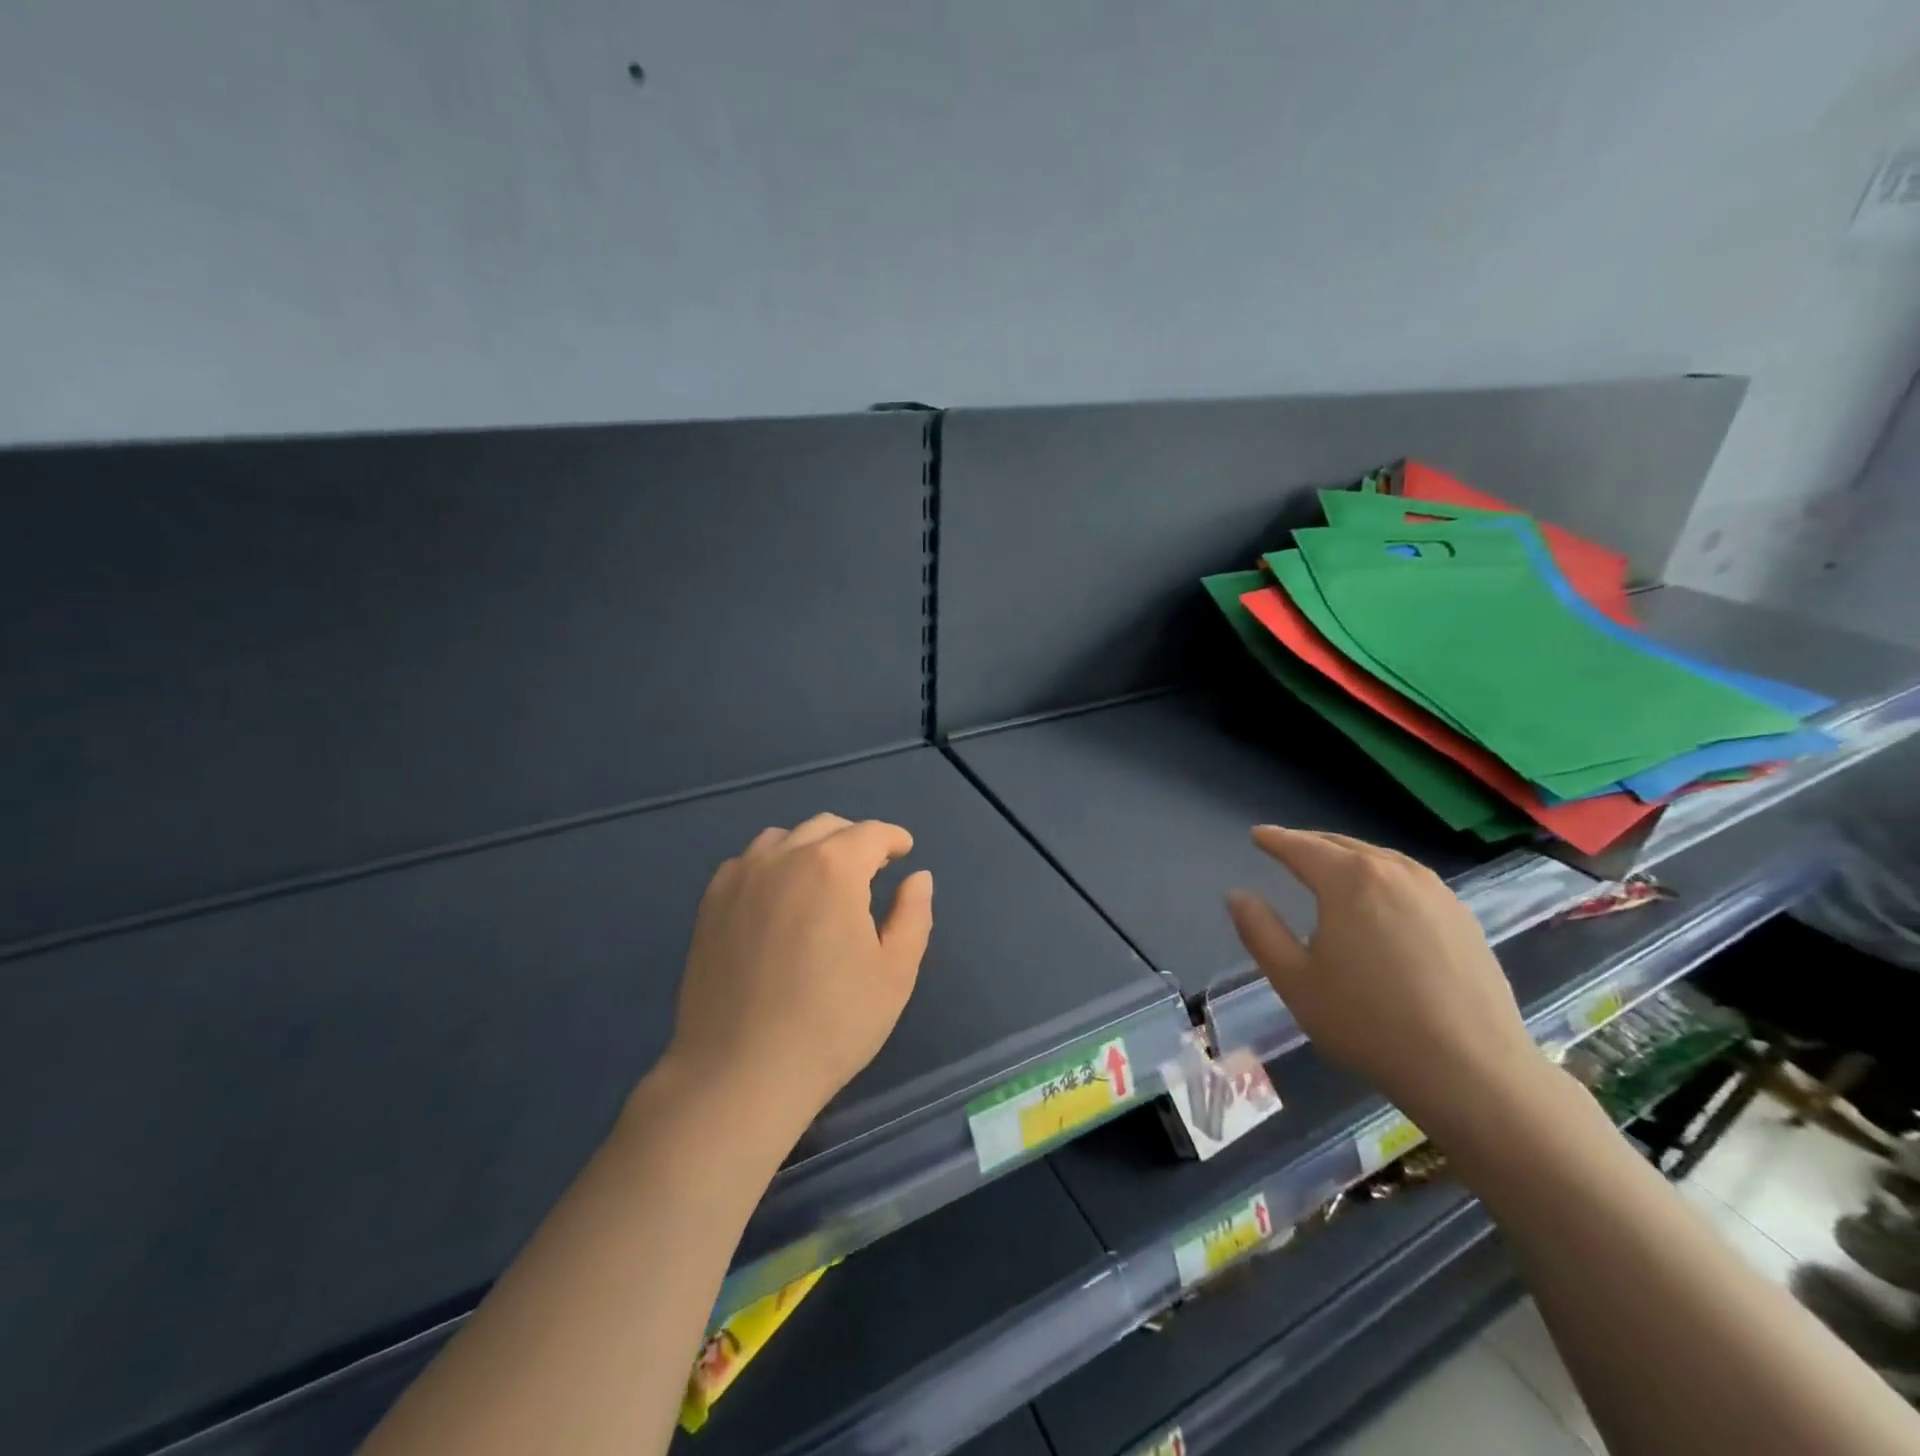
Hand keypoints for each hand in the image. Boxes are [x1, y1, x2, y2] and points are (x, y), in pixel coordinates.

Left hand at [665, 814, 933, 1127]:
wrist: (739, 1074)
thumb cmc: (832, 1024)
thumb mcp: (895, 972)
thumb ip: (913, 914)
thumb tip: (917, 877)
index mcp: (833, 868)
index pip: (871, 833)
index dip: (893, 839)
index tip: (904, 852)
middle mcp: (783, 858)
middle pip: (827, 827)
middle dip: (856, 841)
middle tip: (871, 871)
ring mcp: (740, 878)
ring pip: (784, 839)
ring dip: (812, 848)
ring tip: (824, 883)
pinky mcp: (710, 903)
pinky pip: (748, 863)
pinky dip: (773, 866)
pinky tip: (779, 901)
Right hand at [1226, 825, 1541, 1134]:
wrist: (1473, 1071)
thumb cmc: (1368, 1023)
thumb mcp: (1294, 980)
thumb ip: (1260, 931)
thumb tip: (1238, 895)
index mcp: (1350, 881)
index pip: (1302, 848)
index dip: (1275, 840)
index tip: (1257, 835)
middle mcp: (1394, 872)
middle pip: (1343, 846)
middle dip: (1311, 843)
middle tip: (1287, 846)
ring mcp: (1436, 893)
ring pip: (1381, 858)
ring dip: (1349, 856)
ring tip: (1330, 865)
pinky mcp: (1463, 917)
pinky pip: (1410, 879)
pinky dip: (1383, 874)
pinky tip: (1381, 896)